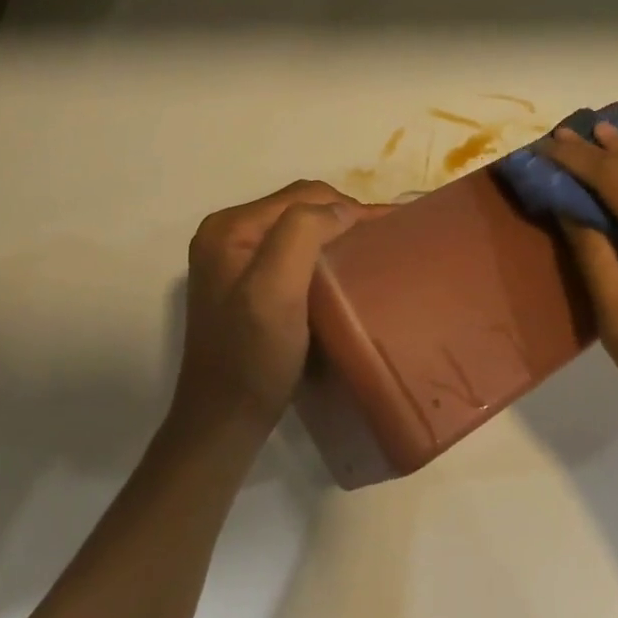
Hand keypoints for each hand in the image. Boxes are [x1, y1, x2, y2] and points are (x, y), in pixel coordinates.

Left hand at [175, 181, 380, 437]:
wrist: (225, 421)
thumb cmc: (252, 356)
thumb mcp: (275, 289)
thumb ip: (303, 234)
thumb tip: (344, 210)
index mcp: (230, 227)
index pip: (302, 196)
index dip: (350, 206)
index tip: (392, 226)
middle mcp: (227, 235)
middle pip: (299, 208)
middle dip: (344, 216)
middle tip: (386, 238)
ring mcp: (234, 260)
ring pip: (298, 229)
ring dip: (335, 234)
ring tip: (372, 251)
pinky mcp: (245, 284)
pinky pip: (292, 253)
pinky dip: (322, 254)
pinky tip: (343, 271)